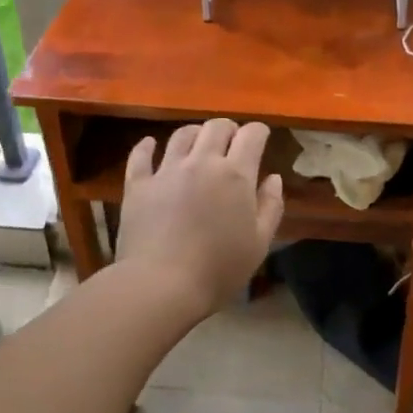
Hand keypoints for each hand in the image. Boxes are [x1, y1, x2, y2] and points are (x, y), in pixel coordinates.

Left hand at [115, 119, 285, 319]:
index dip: (259, 131)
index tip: (262, 137)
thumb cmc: (218, 269)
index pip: (251, 135)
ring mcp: (166, 171)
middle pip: (216, 127)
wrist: (161, 284)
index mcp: (235, 175)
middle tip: (232, 140)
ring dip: (195, 133)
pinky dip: (147, 146)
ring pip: (181, 135)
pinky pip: (141, 156)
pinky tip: (150, 145)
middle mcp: (201, 162)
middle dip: (228, 129)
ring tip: (198, 142)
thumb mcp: (259, 243)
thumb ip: (270, 206)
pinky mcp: (138, 184)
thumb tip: (274, 178)